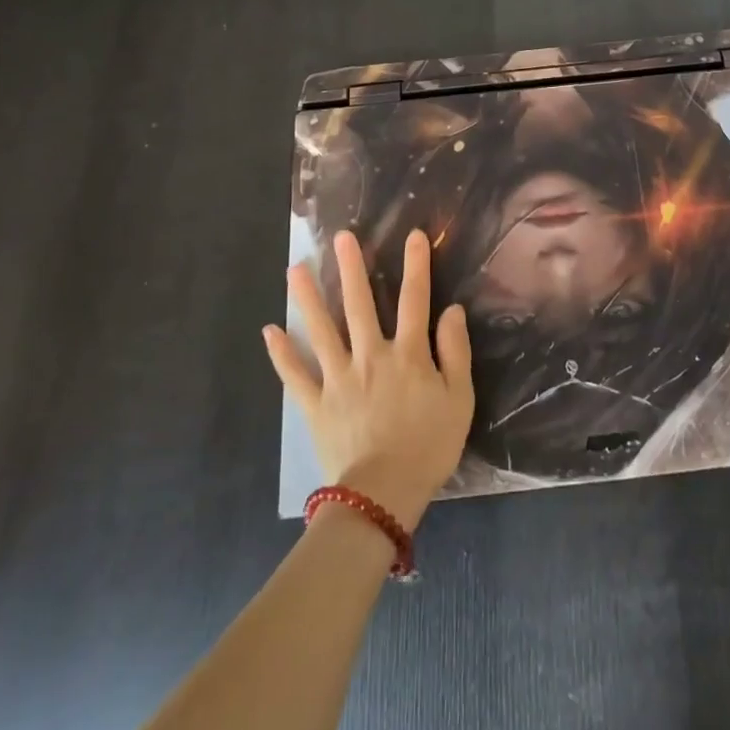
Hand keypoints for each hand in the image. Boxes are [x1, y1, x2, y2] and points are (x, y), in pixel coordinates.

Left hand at [265, 228, 473, 529]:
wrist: (384, 494)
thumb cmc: (428, 446)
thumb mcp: (459, 399)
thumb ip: (455, 351)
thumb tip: (451, 310)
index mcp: (408, 354)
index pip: (414, 300)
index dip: (416, 265)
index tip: (414, 235)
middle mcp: (370, 356)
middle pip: (359, 304)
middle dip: (351, 268)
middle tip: (341, 237)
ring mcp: (339, 378)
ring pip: (321, 330)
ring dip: (308, 298)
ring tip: (296, 269)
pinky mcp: (316, 403)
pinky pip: (295, 375)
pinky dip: (281, 354)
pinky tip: (270, 331)